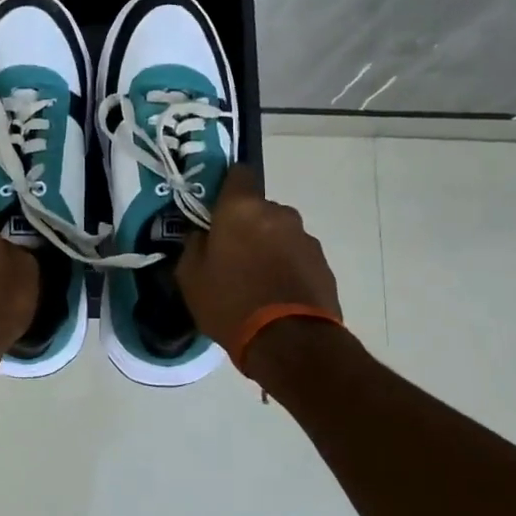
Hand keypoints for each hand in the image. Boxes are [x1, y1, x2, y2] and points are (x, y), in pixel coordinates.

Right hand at [176, 165, 341, 358]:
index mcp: (242, 208)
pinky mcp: (323, 264)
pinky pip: (297, 256)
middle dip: (246, 225)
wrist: (289, 342)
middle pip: (258, 208)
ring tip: (257, 281)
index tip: (216, 209)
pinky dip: (287, 268)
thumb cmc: (231, 302)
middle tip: (232, 256)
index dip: (226, 187)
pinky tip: (277, 295)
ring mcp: (305, 238)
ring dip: (269, 247)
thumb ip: (194, 246)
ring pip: (280, 233)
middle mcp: (278, 213)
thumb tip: (202, 235)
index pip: (238, 173)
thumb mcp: (191, 277)